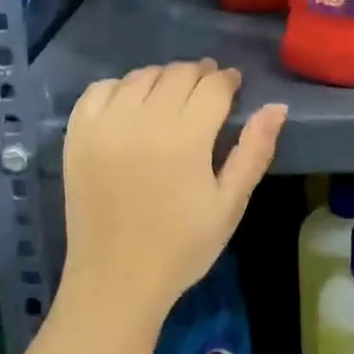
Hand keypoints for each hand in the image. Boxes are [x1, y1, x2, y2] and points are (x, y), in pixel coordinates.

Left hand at [58, 60, 286, 332]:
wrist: (116, 280)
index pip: (212, 86)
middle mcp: (143, 120)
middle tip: (207, 90)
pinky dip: (120, 87)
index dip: (227, 80)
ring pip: (141, 76)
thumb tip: (276, 107)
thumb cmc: (182, 247)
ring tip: (172, 96)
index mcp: (186, 138)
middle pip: (177, 73)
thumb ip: (254, 151)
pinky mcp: (77, 135)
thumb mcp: (230, 204)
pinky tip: (131, 104)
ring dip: (163, 78)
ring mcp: (105, 125)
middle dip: (199, 74)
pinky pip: (99, 89)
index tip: (233, 84)